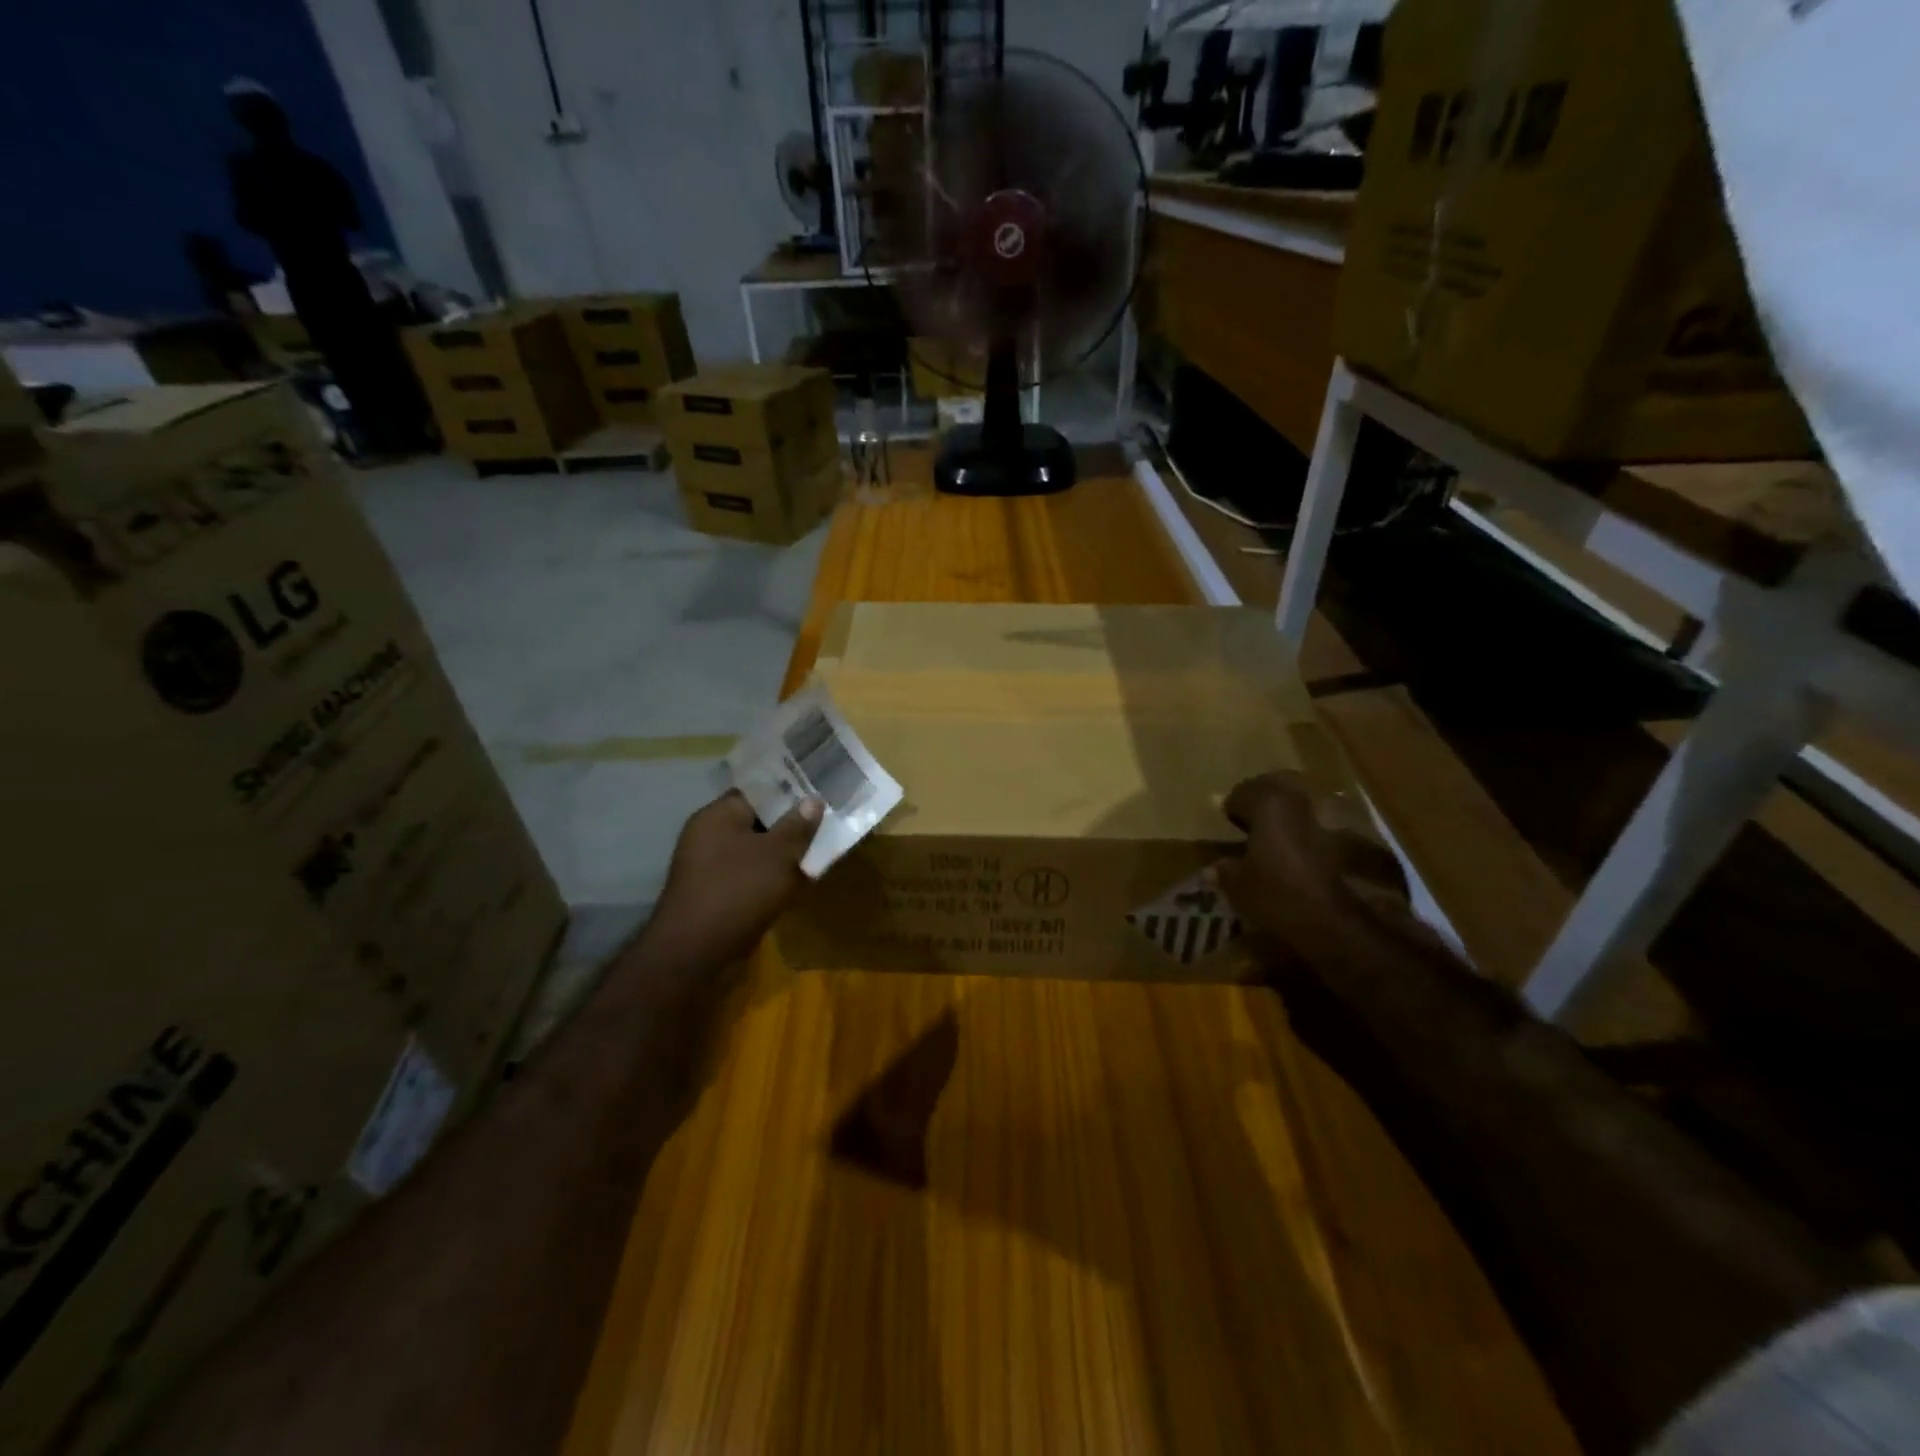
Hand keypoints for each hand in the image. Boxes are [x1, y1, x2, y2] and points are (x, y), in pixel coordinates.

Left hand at [642, 790, 822, 975]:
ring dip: (786, 852)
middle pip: (759, 820)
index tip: (819, 788)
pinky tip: (803, 879)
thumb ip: (797, 826)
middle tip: (829, 817)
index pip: (757, 790)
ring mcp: (712, 867)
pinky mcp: (719, 895)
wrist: (696, 953)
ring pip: (758, 850)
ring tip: (823, 846)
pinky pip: (753, 875)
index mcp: (718, 816)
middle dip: (792, 822)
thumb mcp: (777, 854)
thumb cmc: (738, 891)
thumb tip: (813, 800)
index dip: (789, 787)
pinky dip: (775, 876)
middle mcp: (711, 836)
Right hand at [1215, 772, 1415, 973]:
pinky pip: (1343, 825)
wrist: (1354, 926)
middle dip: (1269, 802)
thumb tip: (1213, 870)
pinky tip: (1326, 859)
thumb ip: (1227, 872)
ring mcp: (1347, 812)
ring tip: (1295, 841)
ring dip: (1303, 816)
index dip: (1235, 808)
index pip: (1244, 792)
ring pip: (1316, 803)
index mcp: (1272, 802)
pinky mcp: (1375, 835)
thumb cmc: (1285, 898)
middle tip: (1261, 824)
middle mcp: (1309, 796)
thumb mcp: (1243, 889)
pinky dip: (1330, 835)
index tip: (1231, 823)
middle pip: (1282, 788)